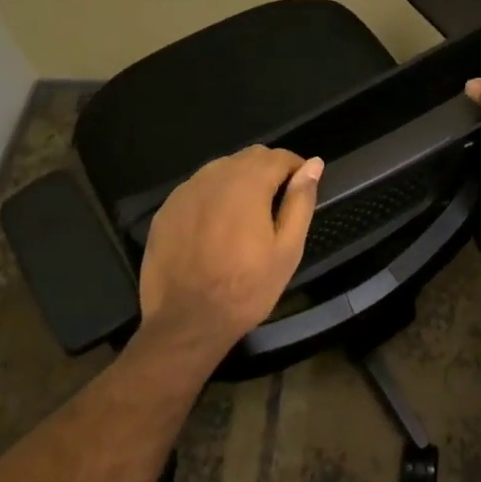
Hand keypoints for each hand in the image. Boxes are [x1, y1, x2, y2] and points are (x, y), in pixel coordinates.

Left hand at [136, 146, 322, 362]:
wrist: (185, 325)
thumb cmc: (245, 289)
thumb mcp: (287, 249)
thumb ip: (300, 200)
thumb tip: (314, 164)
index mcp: (247, 182)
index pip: (279, 156)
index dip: (296, 169)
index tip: (300, 192)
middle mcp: (214, 176)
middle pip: (249, 157)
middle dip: (268, 172)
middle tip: (275, 207)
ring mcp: (186, 191)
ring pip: (222, 169)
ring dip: (239, 181)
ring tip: (245, 217)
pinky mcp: (166, 209)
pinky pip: (198, 189)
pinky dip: (213, 197)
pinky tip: (215, 228)